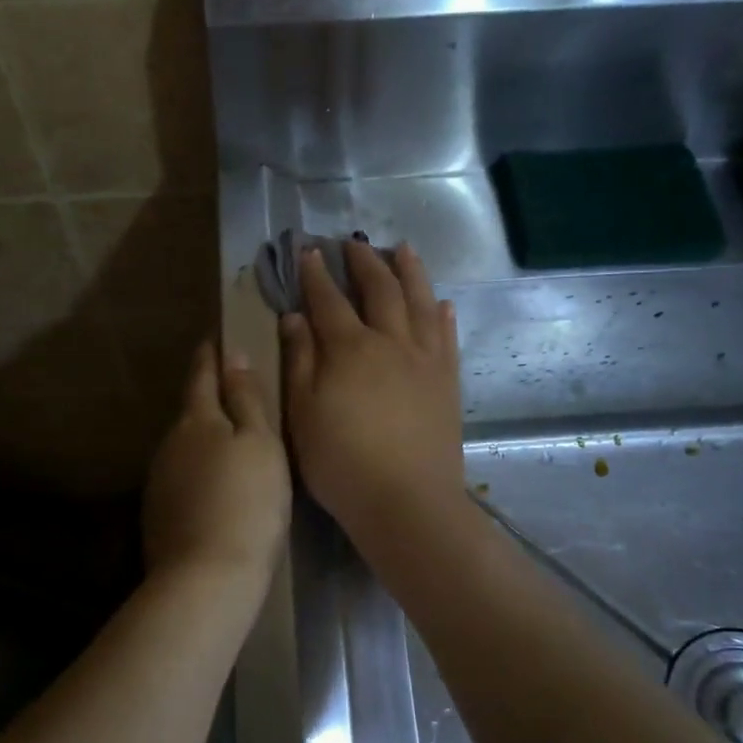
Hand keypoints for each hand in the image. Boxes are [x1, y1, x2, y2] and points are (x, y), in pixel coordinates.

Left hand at [143, 341, 291, 579]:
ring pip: (184, 447)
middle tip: (233, 390)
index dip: (210, 355)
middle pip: (191, 411)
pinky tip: (214, 486)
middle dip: (208, 398)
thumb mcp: (261, 444)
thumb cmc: (248, 502)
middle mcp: (169, 443)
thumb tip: (232, 355)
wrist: (206, 578)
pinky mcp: (158, 513)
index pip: (201, 375)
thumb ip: (246, 398)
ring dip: (203, 438)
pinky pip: (182, 477)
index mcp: (196, 420)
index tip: (216, 339)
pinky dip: (198, 472)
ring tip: (230, 442)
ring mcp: (159, 480)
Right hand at [281, 242, 462, 540]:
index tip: (308, 251)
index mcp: (350, 349)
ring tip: (403, 249)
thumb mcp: (302, 413)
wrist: (406, 500)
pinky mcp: (448, 382)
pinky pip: (447, 337)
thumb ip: (300, 361)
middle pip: (379, 290)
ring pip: (420, 302)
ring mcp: (425, 360)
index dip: (316, 275)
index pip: (329, 300)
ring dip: (411, 272)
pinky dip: (443, 315)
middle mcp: (390, 342)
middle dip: (364, 262)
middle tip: (353, 242)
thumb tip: (294, 318)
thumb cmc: (341, 461)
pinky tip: (443, 302)